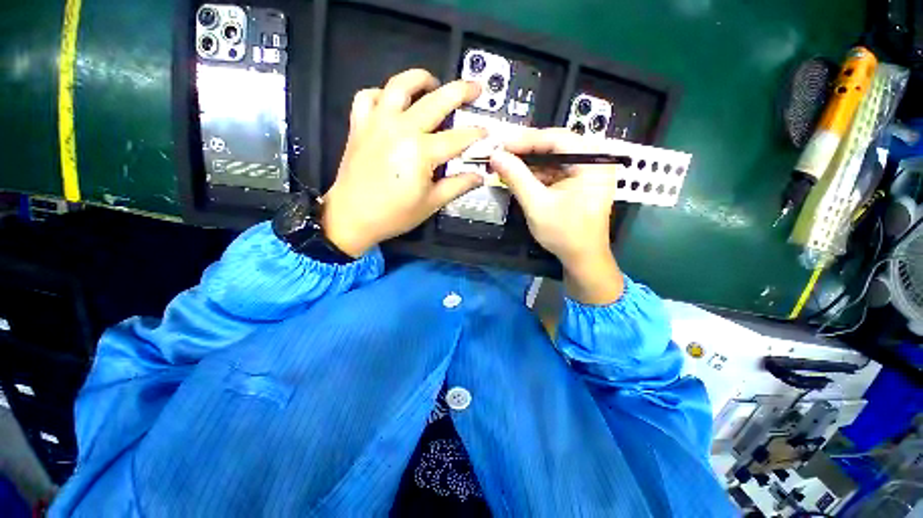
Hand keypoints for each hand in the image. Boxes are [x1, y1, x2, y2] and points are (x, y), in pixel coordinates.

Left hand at [322, 69, 485, 256]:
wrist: (349, 217)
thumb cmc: (391, 214)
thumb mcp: (430, 204)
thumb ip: (458, 185)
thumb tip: (480, 175)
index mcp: (421, 151)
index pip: (460, 136)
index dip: (478, 134)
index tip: (487, 133)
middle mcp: (401, 129)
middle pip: (438, 99)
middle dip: (463, 91)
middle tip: (475, 88)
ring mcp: (378, 122)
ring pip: (399, 85)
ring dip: (420, 78)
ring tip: (432, 83)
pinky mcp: (360, 124)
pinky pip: (366, 97)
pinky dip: (379, 94)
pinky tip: (390, 102)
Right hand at [490, 128, 623, 303]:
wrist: (585, 260)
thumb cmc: (567, 235)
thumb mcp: (538, 205)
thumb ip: (516, 176)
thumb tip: (495, 155)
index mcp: (593, 164)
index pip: (558, 138)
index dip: (527, 139)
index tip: (501, 146)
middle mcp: (596, 160)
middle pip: (557, 141)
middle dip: (528, 147)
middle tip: (502, 152)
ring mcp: (591, 168)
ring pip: (556, 151)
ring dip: (531, 157)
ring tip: (506, 162)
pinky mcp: (584, 176)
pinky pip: (559, 163)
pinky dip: (540, 167)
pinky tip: (520, 172)